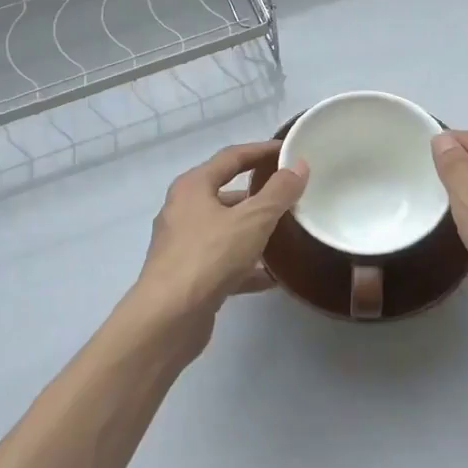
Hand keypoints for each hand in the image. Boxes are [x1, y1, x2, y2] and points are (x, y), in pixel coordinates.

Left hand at [117, 140, 308, 357]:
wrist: (168, 318)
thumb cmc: (209, 257)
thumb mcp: (252, 220)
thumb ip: (278, 193)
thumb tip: (298, 165)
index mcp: (192, 187)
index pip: (231, 157)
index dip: (260, 150)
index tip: (287, 150)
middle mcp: (183, 210)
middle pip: (226, 193)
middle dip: (258, 195)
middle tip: (290, 195)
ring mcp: (182, 245)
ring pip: (225, 230)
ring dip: (253, 231)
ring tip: (287, 234)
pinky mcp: (188, 276)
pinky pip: (223, 262)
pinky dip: (245, 265)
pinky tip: (272, 277)